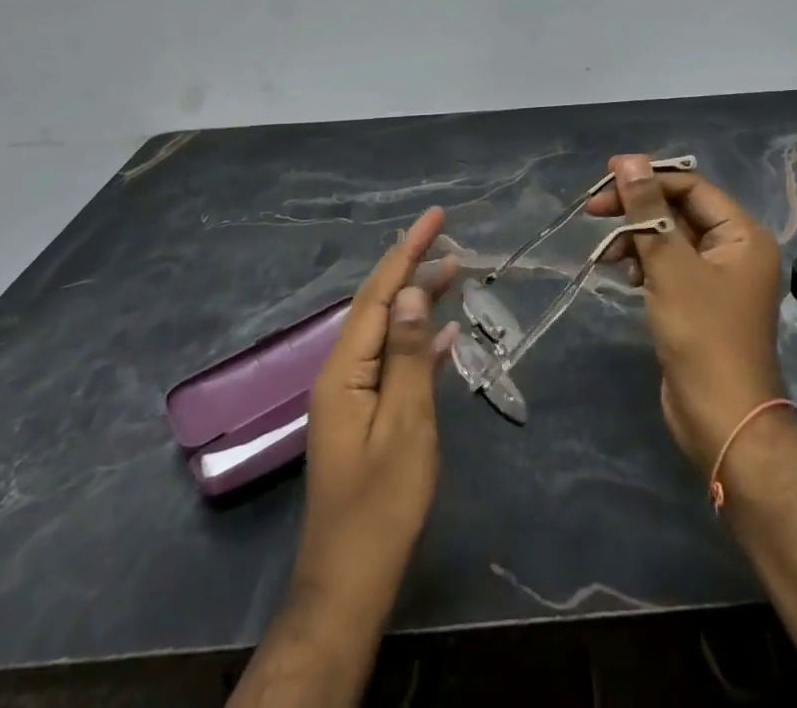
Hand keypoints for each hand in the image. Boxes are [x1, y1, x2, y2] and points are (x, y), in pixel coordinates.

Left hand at [294, 207, 459, 609]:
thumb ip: (409, 355)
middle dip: (412, 267)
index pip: (379, 294)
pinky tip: (445, 335)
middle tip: (450, 237)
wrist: (350, 581)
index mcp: (345, 370)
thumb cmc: (382, 503)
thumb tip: (413, 294)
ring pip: (389, 332)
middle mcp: (343, 373)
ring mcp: (353, 396)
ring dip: (418, 301)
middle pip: (380, 306)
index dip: (407, 251)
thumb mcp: (405, 424)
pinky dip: (419, 342)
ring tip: (453, 272)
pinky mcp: (367, 417)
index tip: (436, 217)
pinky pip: (394, 362)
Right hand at [587, 156, 784, 477]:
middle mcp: (735, 249)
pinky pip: (669, 266)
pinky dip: (645, 264)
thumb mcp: (670, 266)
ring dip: (637, 239)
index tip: (606, 178)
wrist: (722, 419)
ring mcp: (718, 278)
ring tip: (606, 254)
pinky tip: (624, 276)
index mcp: (742, 234)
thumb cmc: (702, 335)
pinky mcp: (700, 302)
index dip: (649, 178)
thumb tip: (629, 162)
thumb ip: (648, 211)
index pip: (691, 187)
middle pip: (679, 210)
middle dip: (638, 210)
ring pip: (670, 239)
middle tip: (594, 210)